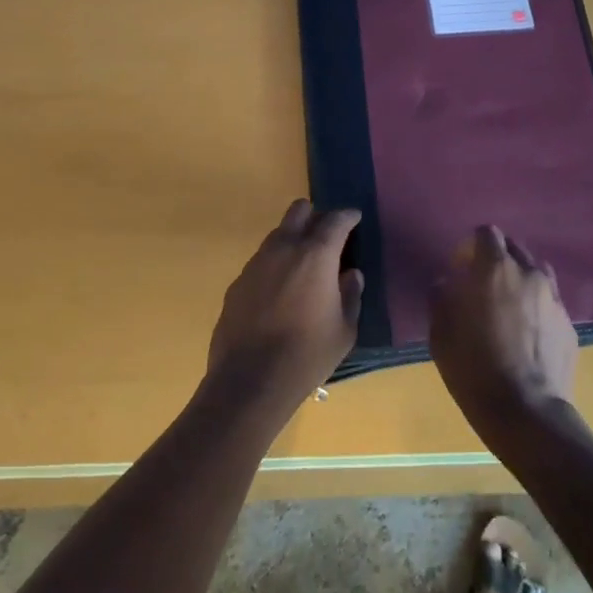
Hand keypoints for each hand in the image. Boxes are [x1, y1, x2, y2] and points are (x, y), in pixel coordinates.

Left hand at [206, 200, 363, 414]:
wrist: (249, 382)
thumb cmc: (307, 355)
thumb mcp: (344, 330)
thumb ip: (351, 295)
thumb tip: (351, 275)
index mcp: (316, 255)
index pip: (335, 220)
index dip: (347, 216)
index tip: (355, 218)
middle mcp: (284, 248)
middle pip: (299, 210)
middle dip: (315, 216)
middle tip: (327, 236)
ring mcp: (256, 263)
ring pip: (277, 234)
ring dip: (293, 240)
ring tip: (304, 266)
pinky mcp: (237, 283)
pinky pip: (261, 261)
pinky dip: (275, 265)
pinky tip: (279, 292)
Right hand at [429, 226, 577, 451]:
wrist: (527, 413)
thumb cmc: (475, 370)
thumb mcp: (441, 335)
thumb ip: (441, 298)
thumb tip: (445, 283)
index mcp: (495, 269)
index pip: (486, 233)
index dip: (472, 247)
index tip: (461, 269)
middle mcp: (529, 274)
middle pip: (514, 249)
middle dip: (497, 260)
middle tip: (482, 287)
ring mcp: (554, 298)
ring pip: (536, 273)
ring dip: (520, 280)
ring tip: (509, 307)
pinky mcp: (569, 324)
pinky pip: (550, 303)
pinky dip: (537, 308)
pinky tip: (527, 335)